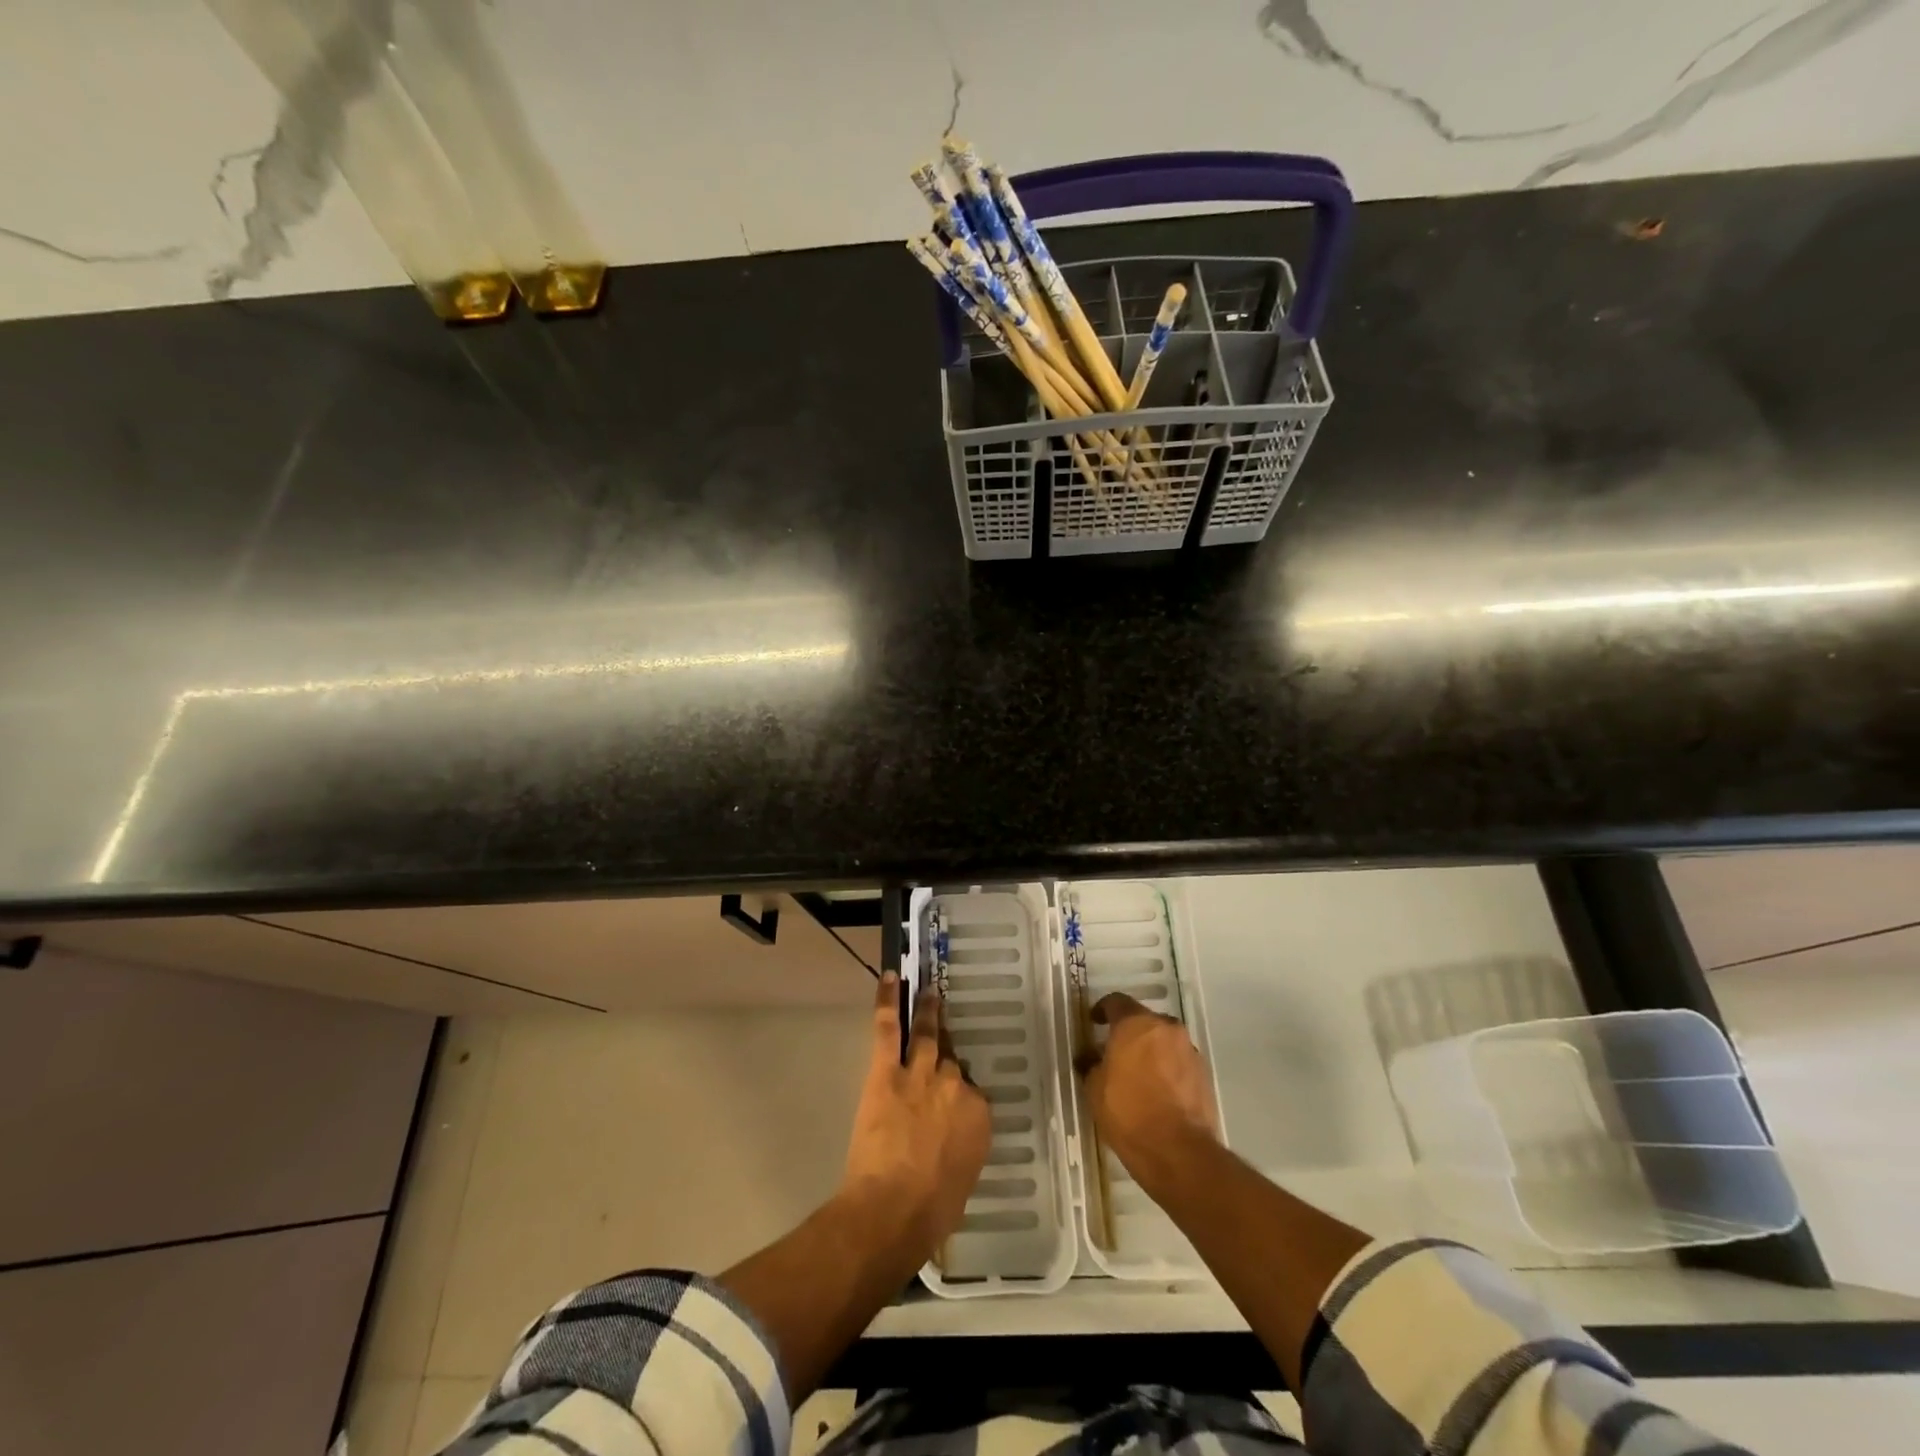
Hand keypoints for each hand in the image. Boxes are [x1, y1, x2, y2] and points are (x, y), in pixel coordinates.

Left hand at [839, 973, 990, 1266]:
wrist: (892, 1210)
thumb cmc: (931, 1212)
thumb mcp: (962, 1181)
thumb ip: (961, 1150)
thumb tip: (952, 1144)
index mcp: (979, 1116)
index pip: (971, 1093)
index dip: (959, 1095)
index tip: (951, 1099)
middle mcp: (955, 1086)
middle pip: (950, 1062)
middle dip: (944, 1055)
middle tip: (942, 1036)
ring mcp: (921, 1074)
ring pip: (926, 1034)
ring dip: (927, 1011)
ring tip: (928, 991)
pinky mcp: (888, 1071)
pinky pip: (888, 1028)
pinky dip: (888, 1000)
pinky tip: (889, 977)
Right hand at [1078, 992, 1219, 1197]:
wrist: (1179, 1152)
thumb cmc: (1129, 1112)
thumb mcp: (1095, 1089)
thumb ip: (1092, 1065)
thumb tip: (1090, 1058)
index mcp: (1136, 1023)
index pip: (1116, 1002)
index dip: (1102, 1010)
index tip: (1093, 1022)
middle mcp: (1166, 1028)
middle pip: (1144, 1020)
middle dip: (1129, 1032)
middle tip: (1114, 1051)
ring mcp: (1189, 1050)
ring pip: (1164, 1040)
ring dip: (1150, 1050)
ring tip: (1137, 1074)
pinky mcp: (1204, 1074)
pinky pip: (1179, 1061)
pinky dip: (1167, 1068)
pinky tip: (1157, 1090)